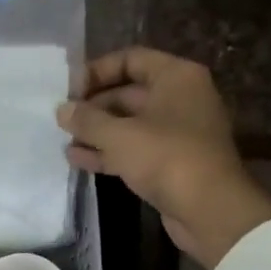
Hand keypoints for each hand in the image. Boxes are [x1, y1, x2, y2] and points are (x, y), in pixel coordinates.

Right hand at [57, 47, 270, 268]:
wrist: (208, 210)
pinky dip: (108, 153)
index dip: (97, 71)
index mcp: (176, 77)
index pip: (131, 59)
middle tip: (61, 118)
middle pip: (128, 92)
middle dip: (93, 106)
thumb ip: (87, 119)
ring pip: (129, 124)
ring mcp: (177, 133)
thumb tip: (62, 109)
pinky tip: (78, 160)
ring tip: (64, 140)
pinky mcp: (171, 163)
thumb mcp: (119, 135)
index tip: (68, 89)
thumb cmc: (166, 158)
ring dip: (97, 132)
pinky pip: (134, 150)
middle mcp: (180, 98)